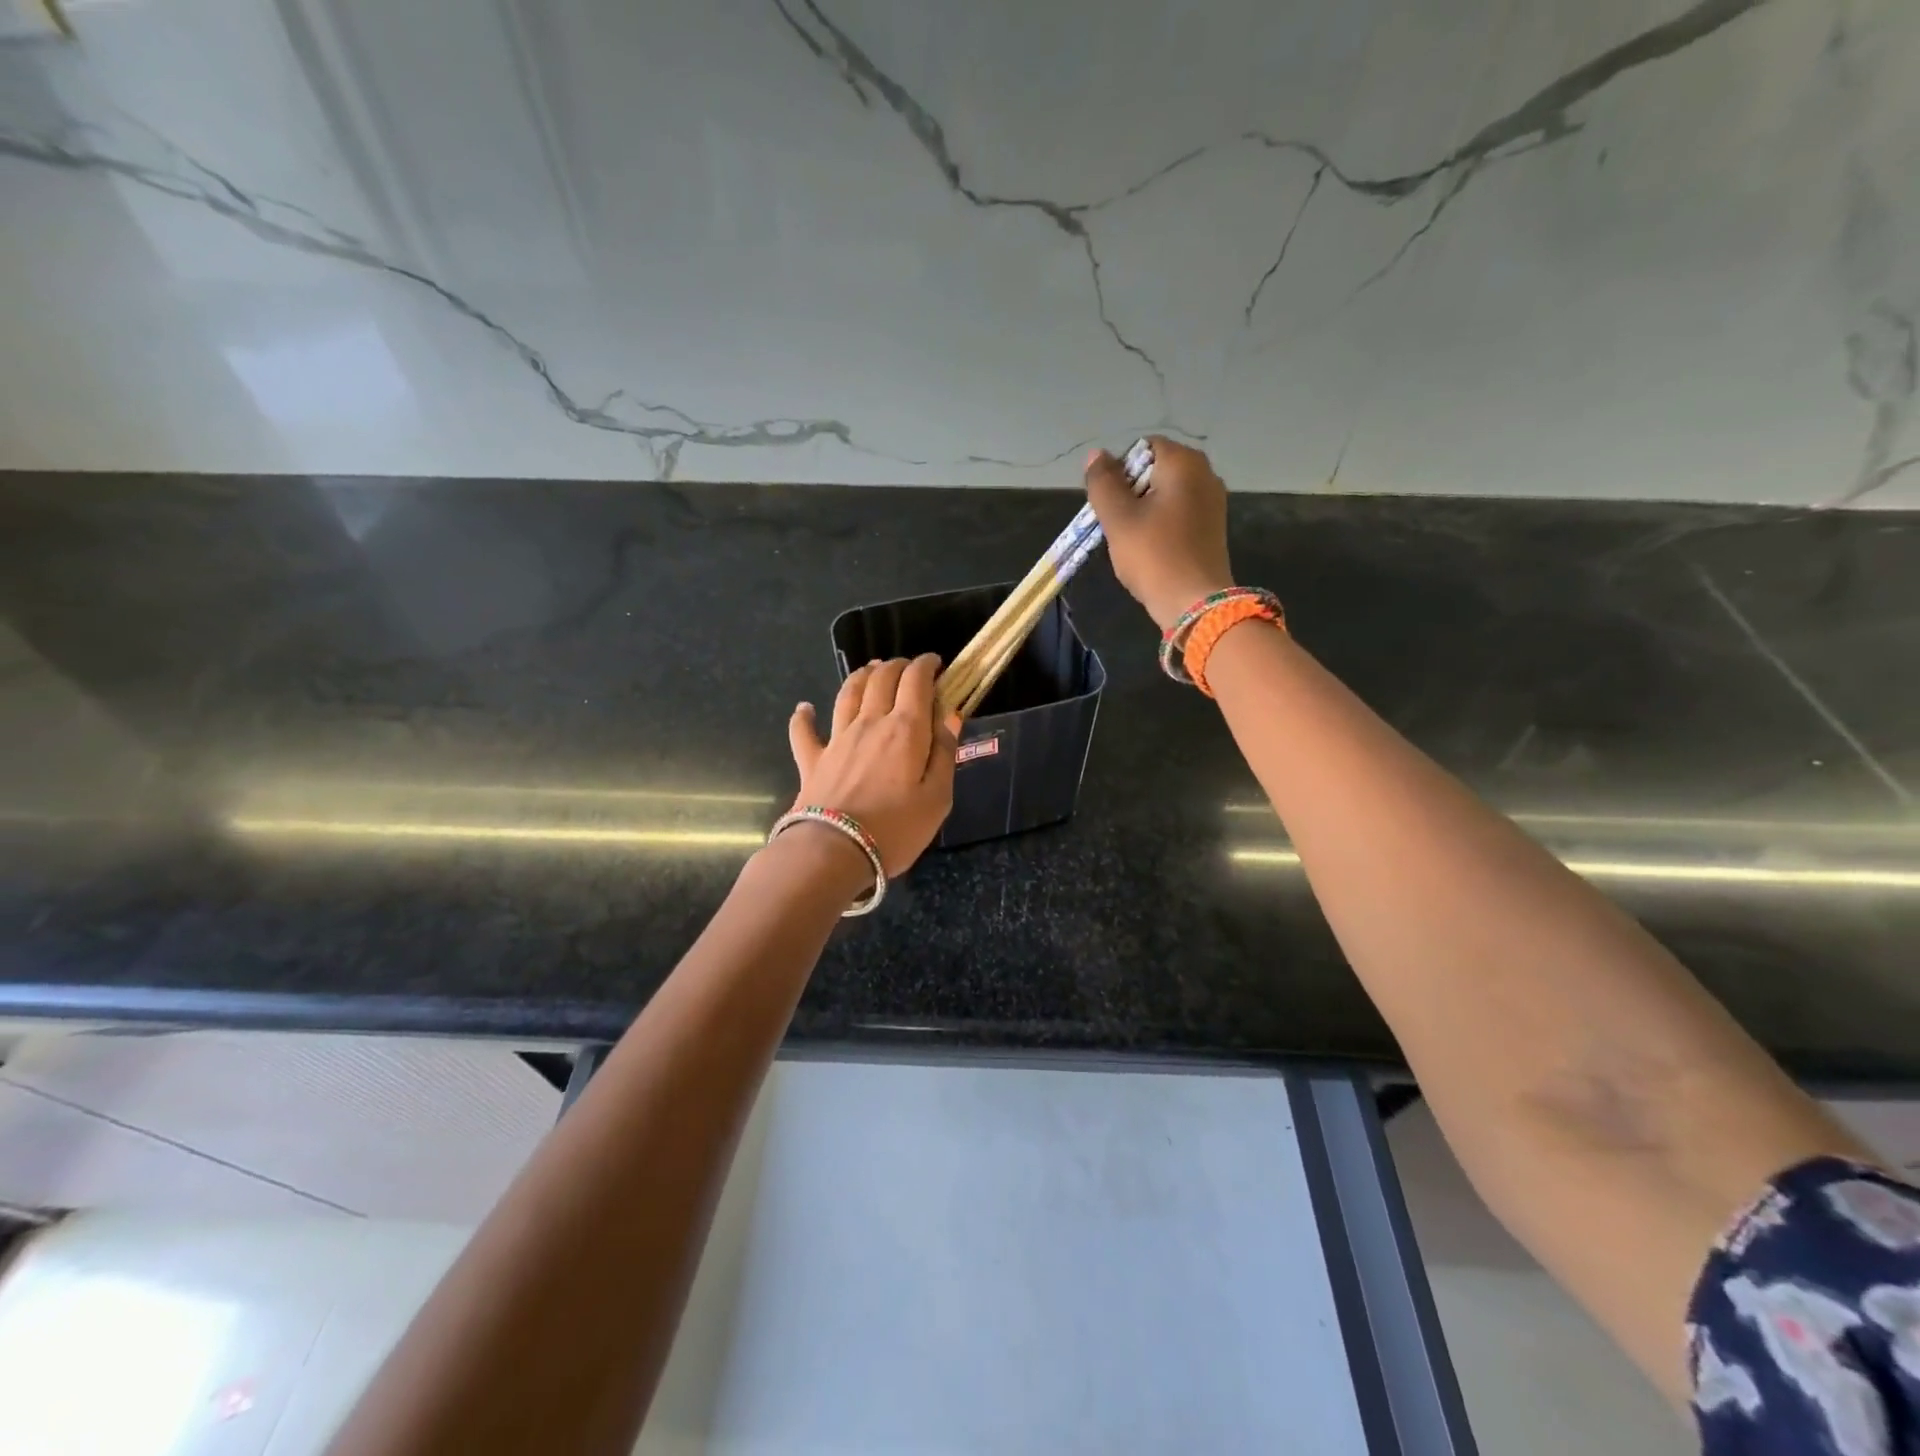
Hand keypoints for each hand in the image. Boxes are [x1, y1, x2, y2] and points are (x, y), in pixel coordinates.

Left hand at [787, 654, 956, 875]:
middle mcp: (870, 723)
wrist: (834, 852)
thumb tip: (950, 716)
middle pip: (881, 679)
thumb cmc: (896, 829)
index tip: (935, 663)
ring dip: (860, 676)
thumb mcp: (938, 797)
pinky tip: (804, 709)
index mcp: (906, 729)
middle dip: (897, 665)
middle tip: (908, 668)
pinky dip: (803, 716)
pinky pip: (804, 731)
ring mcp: (837, 739)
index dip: (926, 665)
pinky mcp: (812, 760)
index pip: (916, 681)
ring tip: (870, 670)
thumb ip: (944, 753)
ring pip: (847, 693)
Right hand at [1084, 437, 1234, 629]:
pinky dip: (1161, 525)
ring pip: (1166, 494)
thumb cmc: (1153, 556)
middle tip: (1118, 524)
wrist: (1194, 603)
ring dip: (1144, 512)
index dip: (1119, 472)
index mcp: (1184, 462)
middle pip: (1155, 470)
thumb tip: (1097, 455)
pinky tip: (1152, 550)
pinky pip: (1179, 514)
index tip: (1111, 504)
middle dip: (1131, 493)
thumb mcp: (1118, 518)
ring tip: (1133, 540)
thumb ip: (1103, 482)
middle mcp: (1205, 473)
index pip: (1142, 448)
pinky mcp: (1212, 527)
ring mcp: (1213, 501)